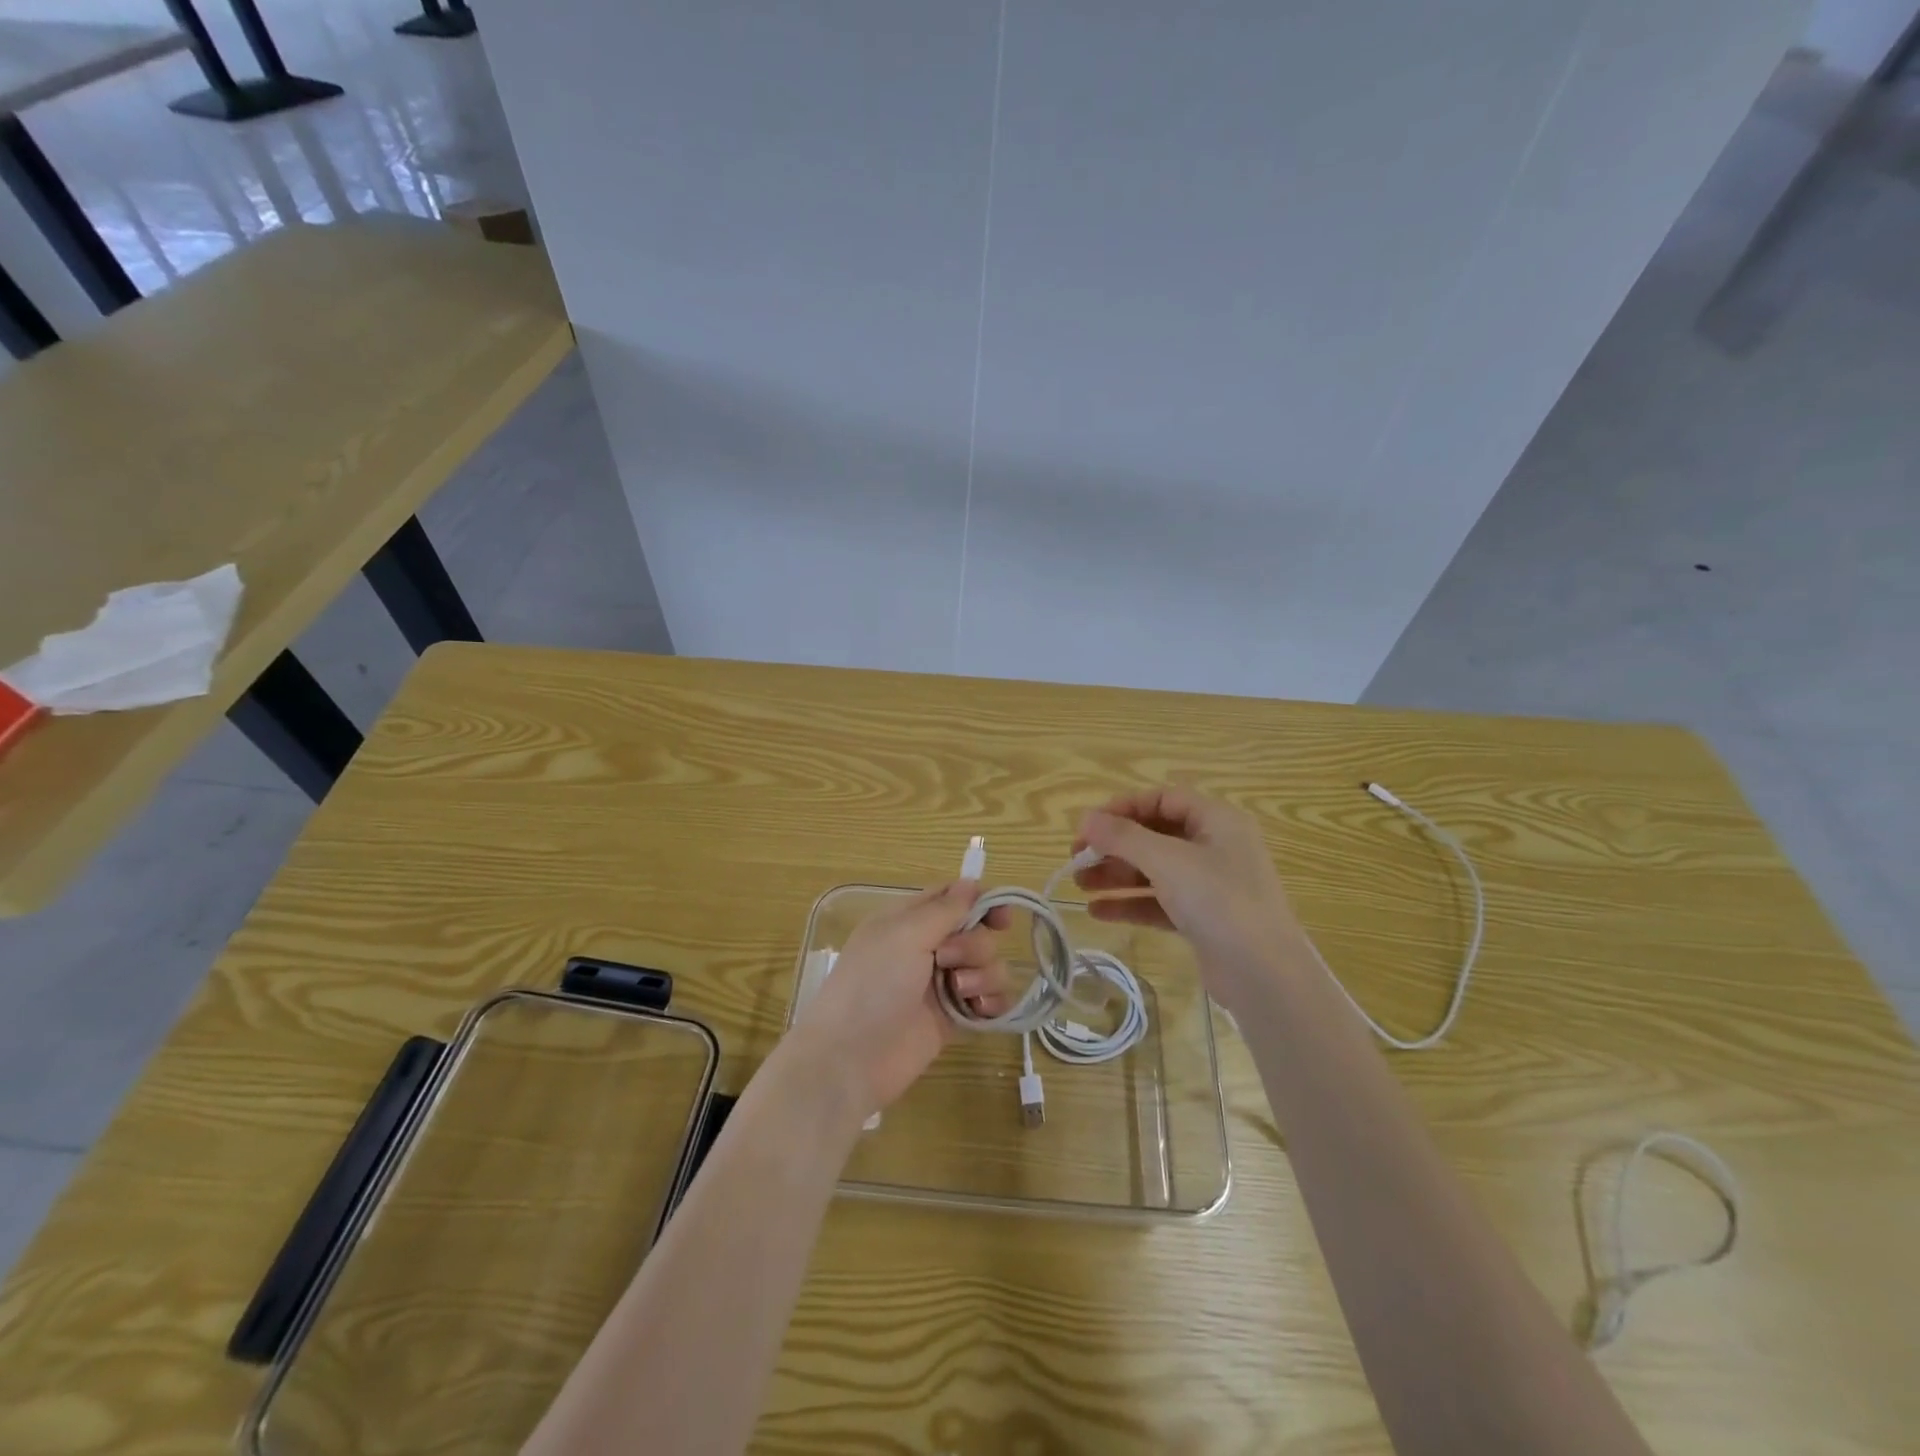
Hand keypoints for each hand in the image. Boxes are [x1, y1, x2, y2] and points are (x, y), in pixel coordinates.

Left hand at [784, 881, 1010, 1119]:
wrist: (851, 1059)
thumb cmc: (872, 986)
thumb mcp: (904, 935)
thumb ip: (944, 909)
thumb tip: (970, 881)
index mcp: (908, 921)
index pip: (952, 897)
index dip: (981, 901)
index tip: (1000, 917)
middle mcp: (927, 948)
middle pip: (977, 932)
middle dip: (974, 945)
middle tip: (947, 961)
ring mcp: (942, 985)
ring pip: (988, 966)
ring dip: (983, 975)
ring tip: (960, 993)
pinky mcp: (954, 1020)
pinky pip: (990, 1001)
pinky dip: (993, 1003)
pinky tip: (982, 1012)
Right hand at [1073, 787, 1304, 1011]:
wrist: (1264, 975)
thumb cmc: (1218, 901)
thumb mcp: (1167, 861)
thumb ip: (1123, 837)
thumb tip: (1086, 819)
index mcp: (1216, 820)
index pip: (1162, 800)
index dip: (1123, 808)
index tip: (1088, 825)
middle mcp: (1215, 846)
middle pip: (1154, 835)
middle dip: (1114, 845)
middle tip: (1076, 858)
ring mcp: (1210, 885)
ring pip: (1154, 870)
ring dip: (1116, 874)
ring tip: (1078, 885)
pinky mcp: (1202, 919)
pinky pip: (1159, 901)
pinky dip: (1130, 903)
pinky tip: (1097, 911)